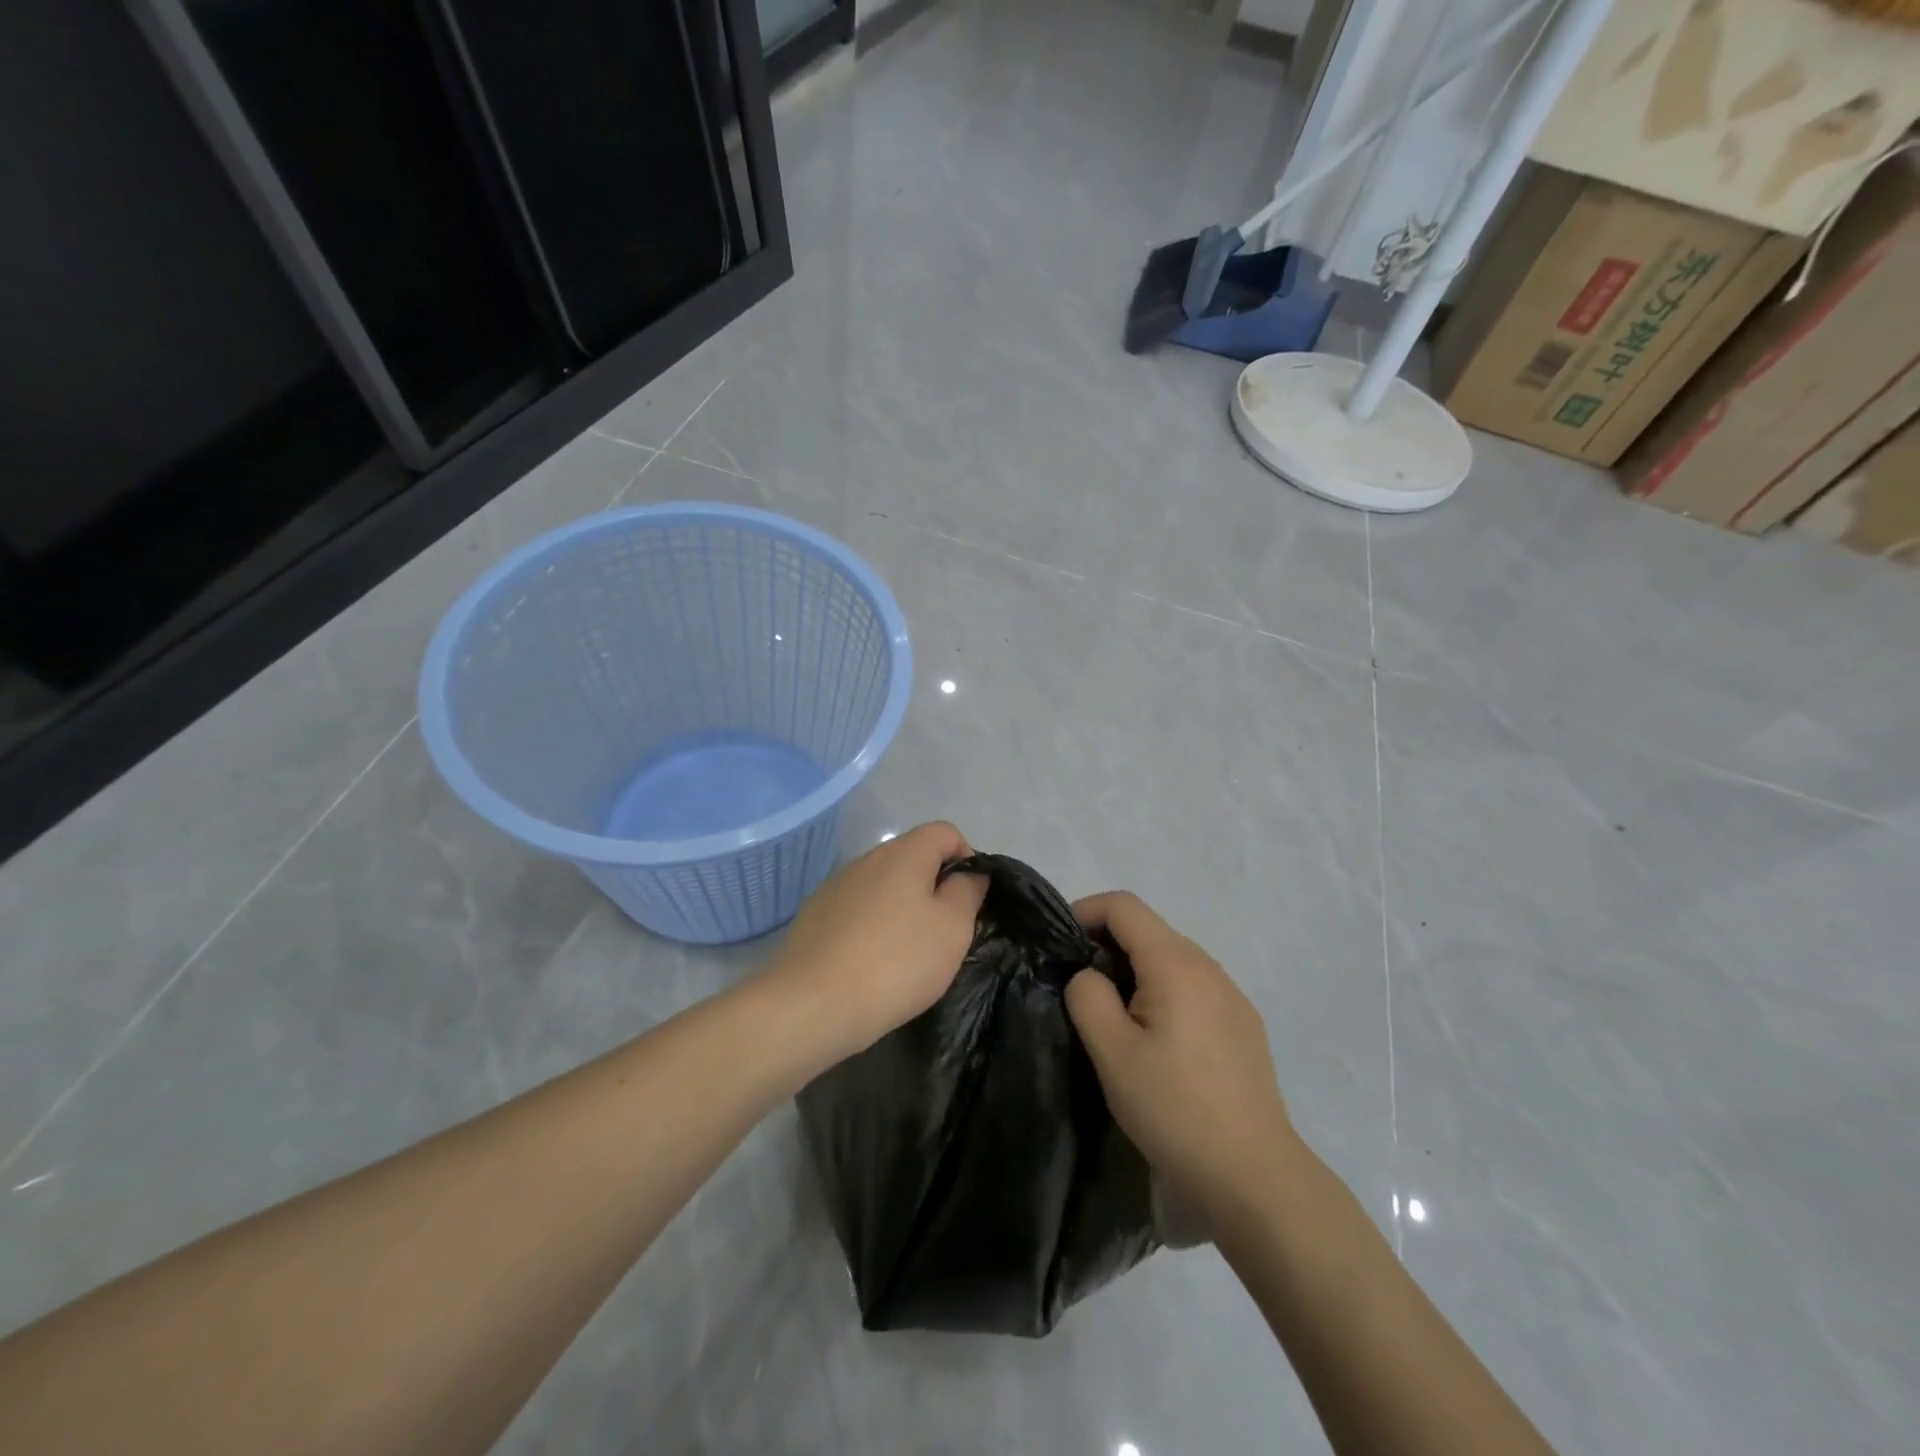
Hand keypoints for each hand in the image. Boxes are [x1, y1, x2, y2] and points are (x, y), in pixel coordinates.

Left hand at [765, 821, 987, 1062]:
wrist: (812, 1004)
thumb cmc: (896, 962)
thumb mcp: (952, 929)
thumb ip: (967, 892)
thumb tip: (969, 874)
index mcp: (903, 854)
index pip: (945, 832)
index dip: (967, 858)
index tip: (970, 900)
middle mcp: (866, 859)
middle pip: (912, 858)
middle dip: (933, 887)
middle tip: (943, 933)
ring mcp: (835, 886)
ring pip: (882, 885)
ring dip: (901, 908)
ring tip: (906, 954)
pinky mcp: (814, 915)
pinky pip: (856, 910)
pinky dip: (871, 927)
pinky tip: (870, 964)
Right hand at [1065, 892, 1297, 1213]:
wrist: (1255, 1175)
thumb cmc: (1175, 1110)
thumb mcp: (1112, 1053)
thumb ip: (1088, 997)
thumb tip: (1090, 976)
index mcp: (1176, 964)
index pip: (1124, 906)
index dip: (1085, 911)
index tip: (1059, 944)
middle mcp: (1209, 967)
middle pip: (1149, 929)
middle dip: (1107, 942)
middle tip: (1078, 985)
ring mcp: (1232, 996)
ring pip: (1172, 958)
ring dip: (1135, 968)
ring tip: (1114, 1014)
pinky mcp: (1243, 1024)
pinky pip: (1194, 985)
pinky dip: (1163, 990)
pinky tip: (1157, 1039)